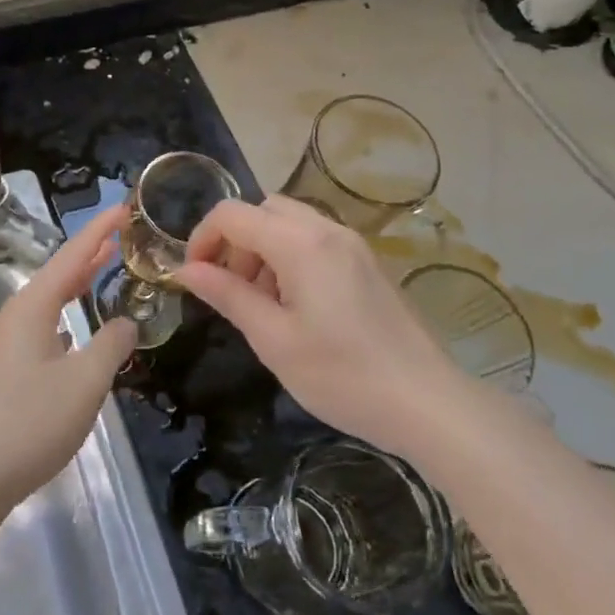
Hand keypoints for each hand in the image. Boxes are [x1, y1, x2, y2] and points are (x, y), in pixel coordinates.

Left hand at [0, 202, 137, 508]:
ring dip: (76, 286)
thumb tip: (125, 323)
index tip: (122, 208)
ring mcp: (5, 345)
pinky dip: (65, 316)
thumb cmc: (33, 420)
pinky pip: (42, 327)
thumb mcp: (85, 381)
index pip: (71, 257)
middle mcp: (14, 317)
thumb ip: (111, 344)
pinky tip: (76, 331)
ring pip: (48, 302)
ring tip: (103, 272)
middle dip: (88, 254)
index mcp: (31, 308)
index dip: (99, 231)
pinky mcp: (4, 371)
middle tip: (120, 236)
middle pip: (57, 275)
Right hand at [176, 195, 456, 453]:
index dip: (202, 238)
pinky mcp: (367, 263)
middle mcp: (327, 230)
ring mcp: (352, 244)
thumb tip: (185, 271)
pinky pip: (315, 240)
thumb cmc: (342, 376)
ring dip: (262, 250)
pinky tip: (296, 307)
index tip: (194, 278)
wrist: (428, 404)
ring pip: (289, 223)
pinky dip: (290, 258)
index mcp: (301, 243)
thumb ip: (227, 295)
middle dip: (235, 242)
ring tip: (262, 304)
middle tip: (232, 291)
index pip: (232, 214)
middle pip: (263, 210)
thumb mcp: (273, 339)